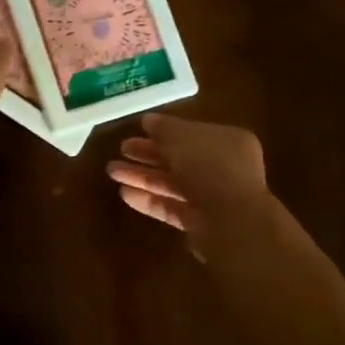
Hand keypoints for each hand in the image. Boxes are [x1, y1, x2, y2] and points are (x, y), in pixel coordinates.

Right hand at [106, 113, 269, 249]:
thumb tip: (148, 120)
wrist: (233, 223)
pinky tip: (124, 194)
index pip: (191, 133)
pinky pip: (170, 207)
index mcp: (228, 142)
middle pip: (179, 158)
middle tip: (121, 149)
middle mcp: (223, 168)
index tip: (138, 129)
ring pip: (172, 183)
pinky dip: (149, 200)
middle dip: (148, 154)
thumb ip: (164, 128)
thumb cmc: (211, 169)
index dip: (164, 131)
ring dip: (143, 176)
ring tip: (112, 171)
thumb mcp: (183, 138)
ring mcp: (212, 198)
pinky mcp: (200, 224)